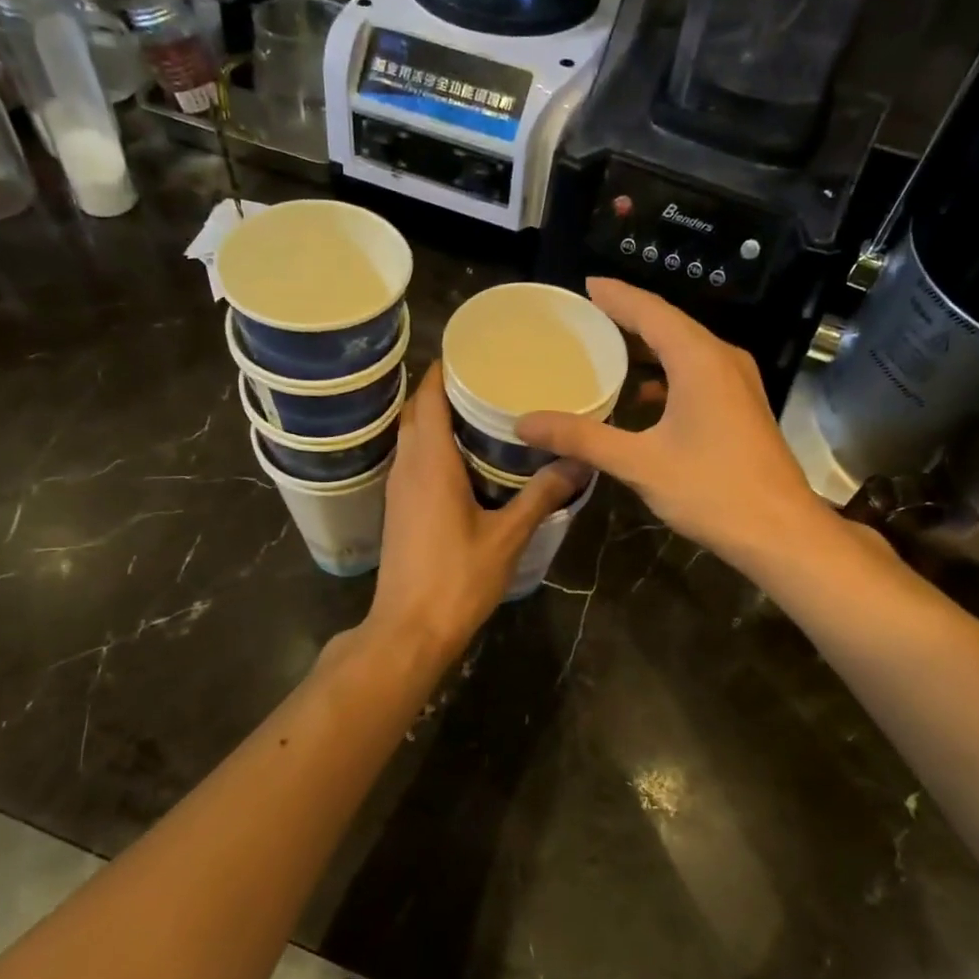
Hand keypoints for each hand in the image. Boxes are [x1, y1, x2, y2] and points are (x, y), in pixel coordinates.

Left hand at [364, 364, 585, 665]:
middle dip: (443, 387)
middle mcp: (407, 466)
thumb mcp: (508, 536)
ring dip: (436, 415)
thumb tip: (581, 462)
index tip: (475, 349)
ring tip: (480, 406)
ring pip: (412, 435)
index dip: (445, 367)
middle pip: (417, 410)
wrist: (409, 629)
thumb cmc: (457, 579)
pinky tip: (465, 455)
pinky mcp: (398, 508)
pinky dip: (433, 444)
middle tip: (487, 375)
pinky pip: (413, 458)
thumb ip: (543, 495)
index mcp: (430, 462)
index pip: (428, 396)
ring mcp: (398, 488)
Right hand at [516, 279, 826, 571]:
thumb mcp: (639, 463)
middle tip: (585, 316)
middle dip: (628, 318)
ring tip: (606, 349)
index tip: (585, 285)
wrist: (780, 532)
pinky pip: (696, 374)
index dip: (616, 295)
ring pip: (685, 350)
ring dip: (647, 348)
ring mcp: (737, 384)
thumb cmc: (712, 490)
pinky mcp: (741, 407)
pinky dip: (665, 375)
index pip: (650, 311)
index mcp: (699, 360)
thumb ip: (581, 439)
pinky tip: (641, 397)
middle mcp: (722, 360)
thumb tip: (524, 424)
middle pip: (669, 325)